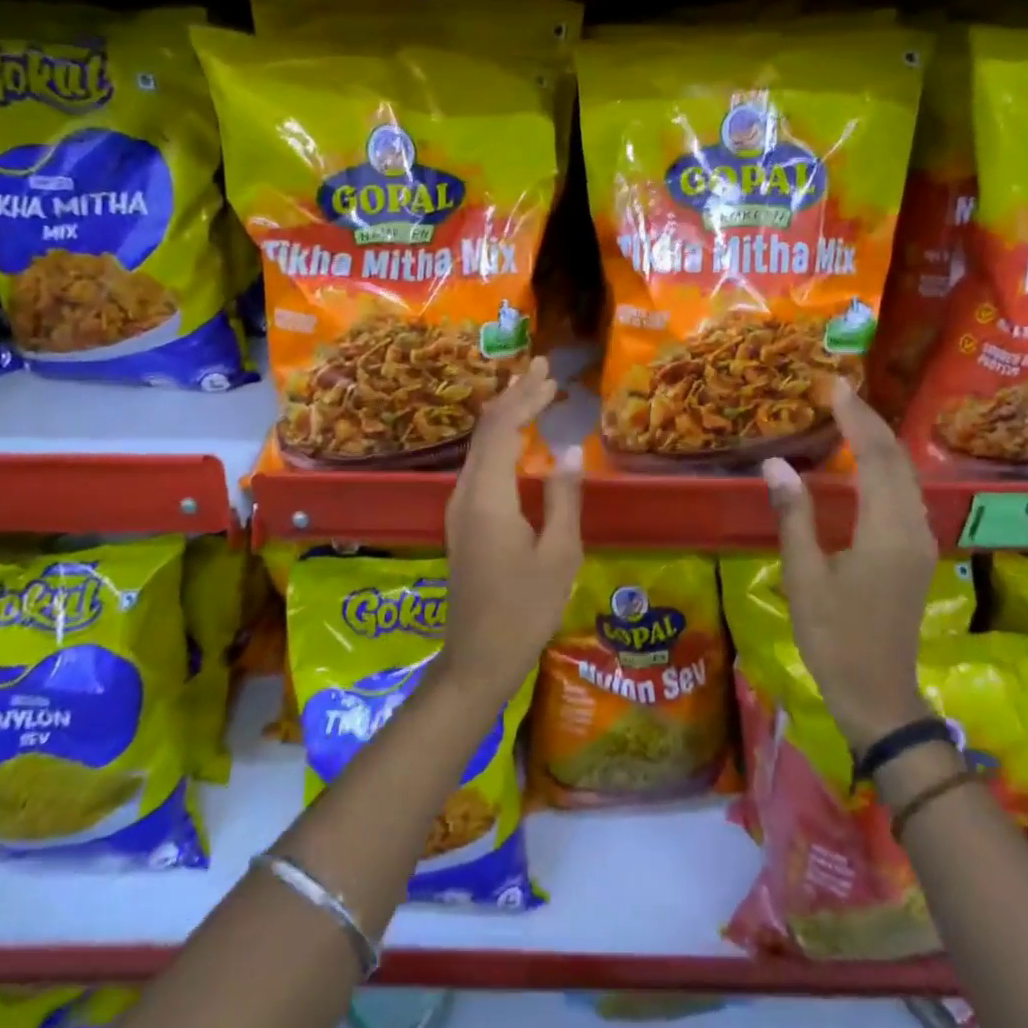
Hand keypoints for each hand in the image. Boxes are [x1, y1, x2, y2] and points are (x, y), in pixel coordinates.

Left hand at [442, 357, 583, 706]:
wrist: (478, 657)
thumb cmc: (525, 609)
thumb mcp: (559, 555)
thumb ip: (563, 498)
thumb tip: (569, 451)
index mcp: (488, 496)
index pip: (502, 429)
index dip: (526, 397)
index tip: (550, 374)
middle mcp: (465, 493)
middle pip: (486, 431)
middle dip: (514, 397)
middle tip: (543, 370)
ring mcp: (458, 508)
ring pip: (480, 447)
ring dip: (507, 417)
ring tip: (534, 395)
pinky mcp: (462, 522)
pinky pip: (479, 466)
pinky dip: (500, 442)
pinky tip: (517, 441)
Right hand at [762, 376, 938, 752]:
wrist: (877, 693)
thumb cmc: (834, 637)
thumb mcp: (804, 576)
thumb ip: (794, 516)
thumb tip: (776, 463)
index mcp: (887, 531)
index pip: (877, 458)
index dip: (857, 420)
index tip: (834, 388)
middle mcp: (913, 528)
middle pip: (898, 461)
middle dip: (871, 422)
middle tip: (839, 393)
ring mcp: (919, 542)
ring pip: (905, 477)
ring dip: (880, 443)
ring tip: (849, 417)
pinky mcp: (915, 554)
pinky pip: (903, 496)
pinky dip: (884, 469)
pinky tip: (863, 465)